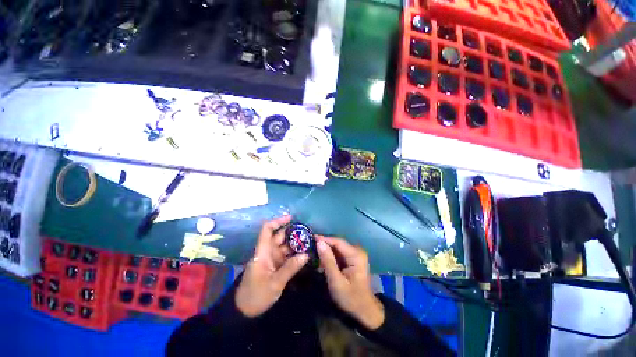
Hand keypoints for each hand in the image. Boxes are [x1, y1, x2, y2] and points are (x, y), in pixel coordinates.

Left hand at [235, 215, 308, 316]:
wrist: (245, 312)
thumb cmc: (256, 295)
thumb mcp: (275, 283)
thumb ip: (291, 268)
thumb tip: (306, 255)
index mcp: (263, 251)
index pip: (267, 229)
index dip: (278, 221)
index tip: (292, 218)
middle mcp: (267, 251)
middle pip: (279, 236)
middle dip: (292, 232)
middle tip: (308, 232)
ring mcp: (272, 259)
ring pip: (284, 246)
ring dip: (295, 243)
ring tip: (310, 241)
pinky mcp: (275, 266)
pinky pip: (286, 256)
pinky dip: (294, 253)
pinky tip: (305, 253)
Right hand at [316, 236, 384, 329]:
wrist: (364, 311)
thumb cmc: (351, 298)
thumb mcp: (336, 281)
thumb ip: (328, 261)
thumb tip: (319, 242)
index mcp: (356, 255)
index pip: (337, 242)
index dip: (324, 239)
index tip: (311, 238)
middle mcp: (357, 251)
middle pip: (337, 244)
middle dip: (324, 245)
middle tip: (310, 246)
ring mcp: (355, 255)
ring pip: (337, 248)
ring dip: (326, 251)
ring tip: (313, 252)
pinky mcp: (352, 259)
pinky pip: (339, 254)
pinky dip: (330, 256)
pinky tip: (321, 260)